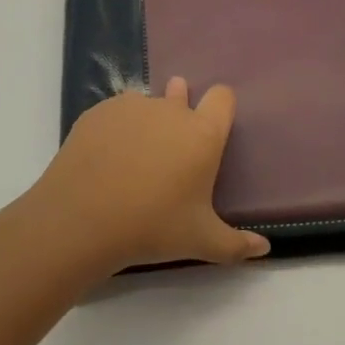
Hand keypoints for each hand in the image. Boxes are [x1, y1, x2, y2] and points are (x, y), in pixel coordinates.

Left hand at [26, 78, 268, 270]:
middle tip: (169, 149)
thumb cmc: (151, 227)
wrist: (80, 220)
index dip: (220, 108)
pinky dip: (116, 128)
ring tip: (134, 156)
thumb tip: (265, 249)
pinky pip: (116, 112)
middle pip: (182, 95)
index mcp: (203, 134)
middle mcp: (171, 110)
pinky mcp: (98, 112)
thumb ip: (236, 245)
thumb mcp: (200, 242)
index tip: (213, 129)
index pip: (223, 97)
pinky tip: (105, 157)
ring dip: (147, 121)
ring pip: (147, 104)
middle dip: (179, 113)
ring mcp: (132, 107)